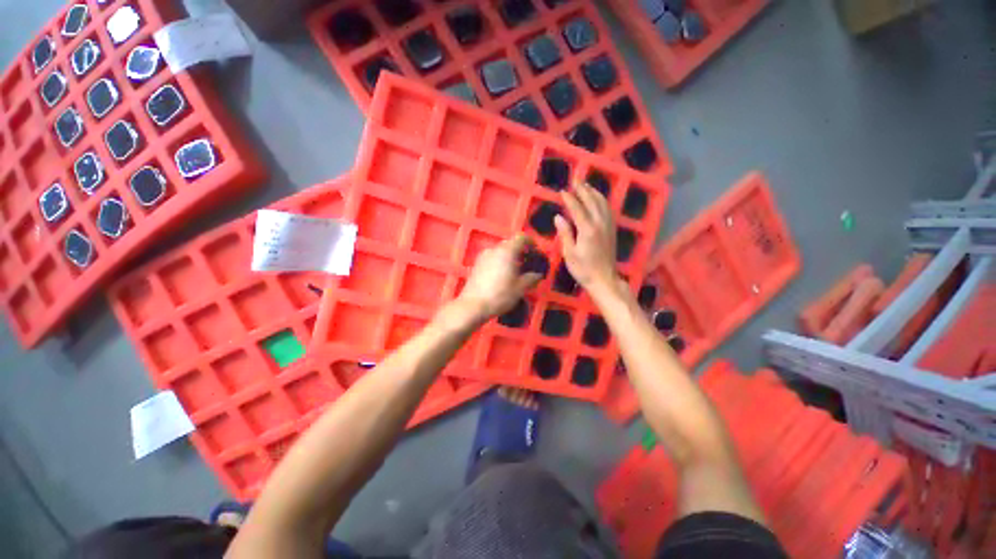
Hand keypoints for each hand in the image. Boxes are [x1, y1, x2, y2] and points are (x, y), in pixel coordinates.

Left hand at [456, 234, 542, 320]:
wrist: (473, 306)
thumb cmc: (500, 295)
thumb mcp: (520, 288)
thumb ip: (531, 278)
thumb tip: (538, 275)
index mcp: (507, 251)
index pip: (521, 238)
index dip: (530, 242)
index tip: (536, 250)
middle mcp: (494, 249)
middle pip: (510, 244)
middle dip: (520, 251)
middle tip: (528, 263)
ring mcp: (483, 256)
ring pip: (500, 251)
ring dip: (509, 257)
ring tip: (516, 271)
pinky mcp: (476, 265)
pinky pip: (492, 258)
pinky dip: (500, 262)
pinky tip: (503, 276)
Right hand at [554, 182, 618, 293]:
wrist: (604, 280)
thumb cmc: (583, 269)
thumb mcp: (569, 253)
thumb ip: (565, 233)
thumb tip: (558, 217)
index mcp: (587, 230)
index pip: (577, 208)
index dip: (569, 198)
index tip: (562, 191)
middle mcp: (600, 224)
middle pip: (591, 201)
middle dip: (583, 189)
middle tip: (575, 179)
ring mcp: (608, 226)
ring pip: (602, 203)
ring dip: (594, 192)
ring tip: (586, 185)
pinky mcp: (612, 230)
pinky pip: (608, 210)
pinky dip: (602, 200)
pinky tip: (598, 199)